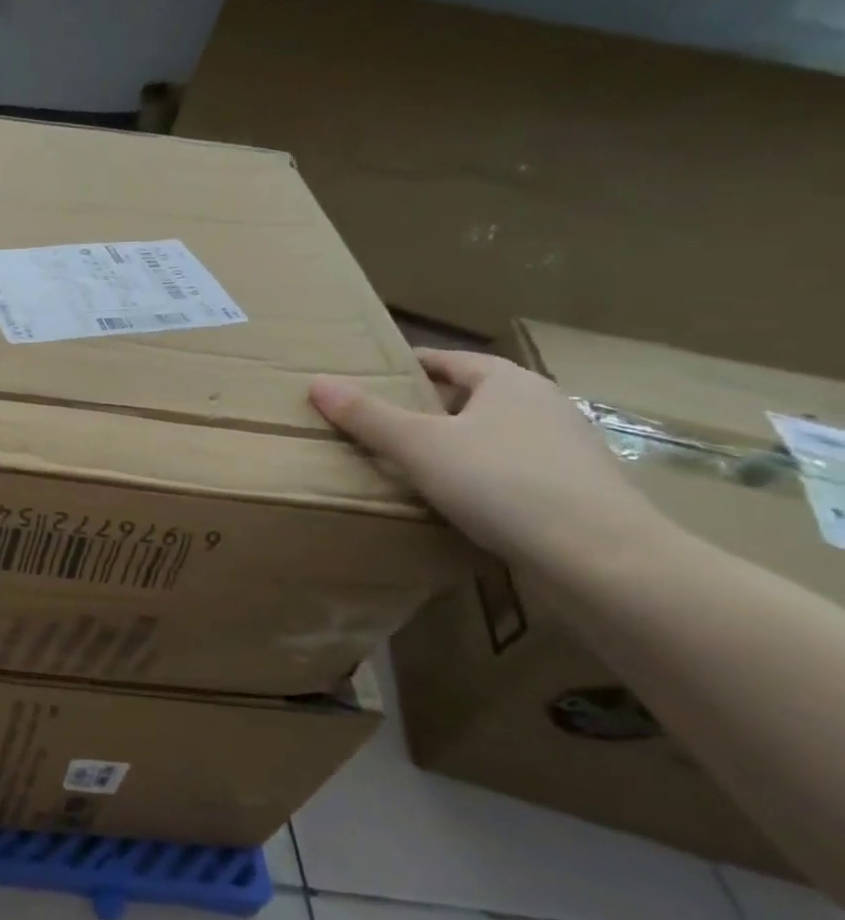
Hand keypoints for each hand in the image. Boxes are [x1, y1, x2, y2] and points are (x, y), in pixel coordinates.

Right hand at [310, 348, 662, 571]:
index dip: (411, 365)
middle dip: (429, 406)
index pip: (451, 360)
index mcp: (509, 383)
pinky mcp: (575, 490)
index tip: (374, 375)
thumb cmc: (502, 483)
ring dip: (455, 442)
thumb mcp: (419, 446)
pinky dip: (479, 474)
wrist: (602, 558)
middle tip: (381, 421)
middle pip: (473, 396)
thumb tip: (318, 383)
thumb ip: (367, 416)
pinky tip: (456, 499)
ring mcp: (566, 449)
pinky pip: (511, 469)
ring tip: (411, 462)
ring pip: (493, 434)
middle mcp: (543, 406)